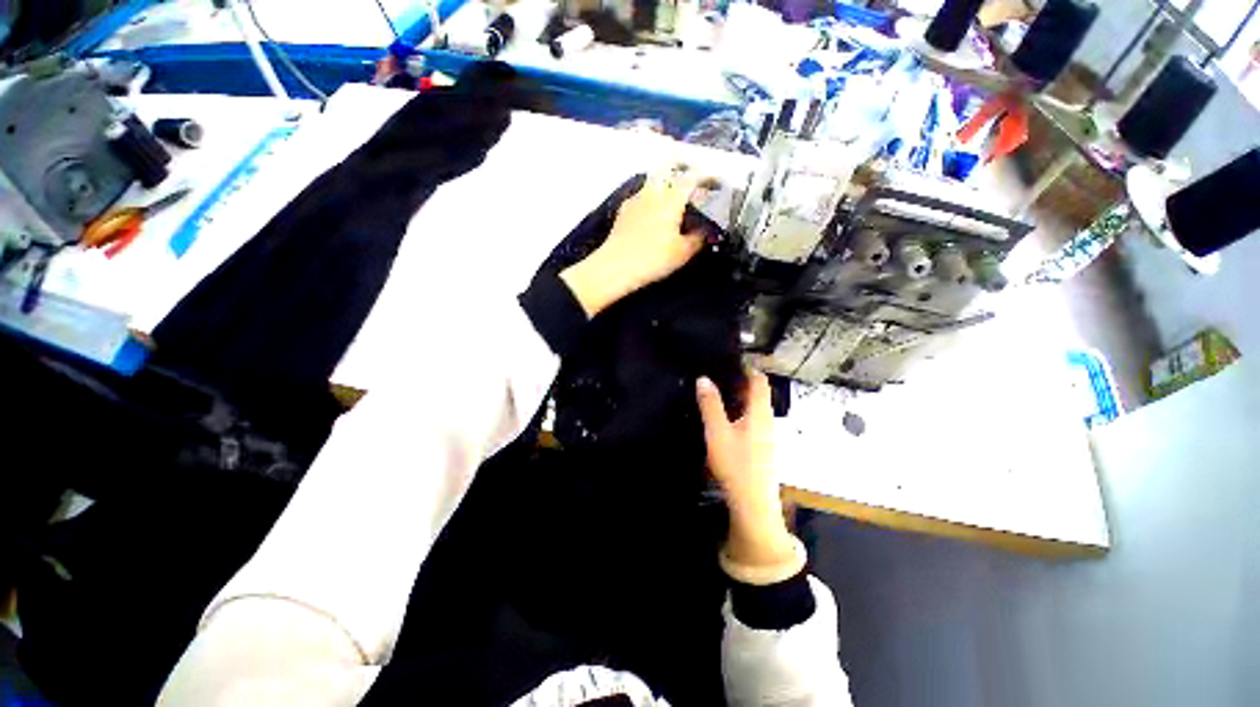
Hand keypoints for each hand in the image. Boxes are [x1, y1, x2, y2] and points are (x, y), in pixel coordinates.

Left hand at [561, 166, 709, 317]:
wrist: (616, 268)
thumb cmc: (653, 259)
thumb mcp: (682, 253)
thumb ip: (697, 239)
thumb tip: (705, 231)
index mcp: (671, 200)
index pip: (691, 178)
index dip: (704, 175)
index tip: (713, 178)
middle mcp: (652, 193)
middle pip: (666, 168)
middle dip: (679, 166)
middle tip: (689, 175)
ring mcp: (635, 201)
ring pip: (651, 181)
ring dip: (663, 182)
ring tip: (671, 195)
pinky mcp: (623, 212)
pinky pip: (640, 196)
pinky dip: (650, 198)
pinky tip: (651, 212)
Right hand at [697, 369, 797, 569]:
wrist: (753, 503)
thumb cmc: (736, 464)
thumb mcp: (717, 431)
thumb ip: (710, 405)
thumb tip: (703, 379)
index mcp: (759, 412)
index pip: (759, 381)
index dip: (748, 368)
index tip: (731, 361)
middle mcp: (768, 420)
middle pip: (758, 394)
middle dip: (741, 383)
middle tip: (718, 377)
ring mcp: (768, 435)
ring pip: (755, 408)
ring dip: (740, 399)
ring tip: (718, 395)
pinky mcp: (764, 447)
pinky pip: (753, 421)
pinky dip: (741, 413)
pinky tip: (726, 421)